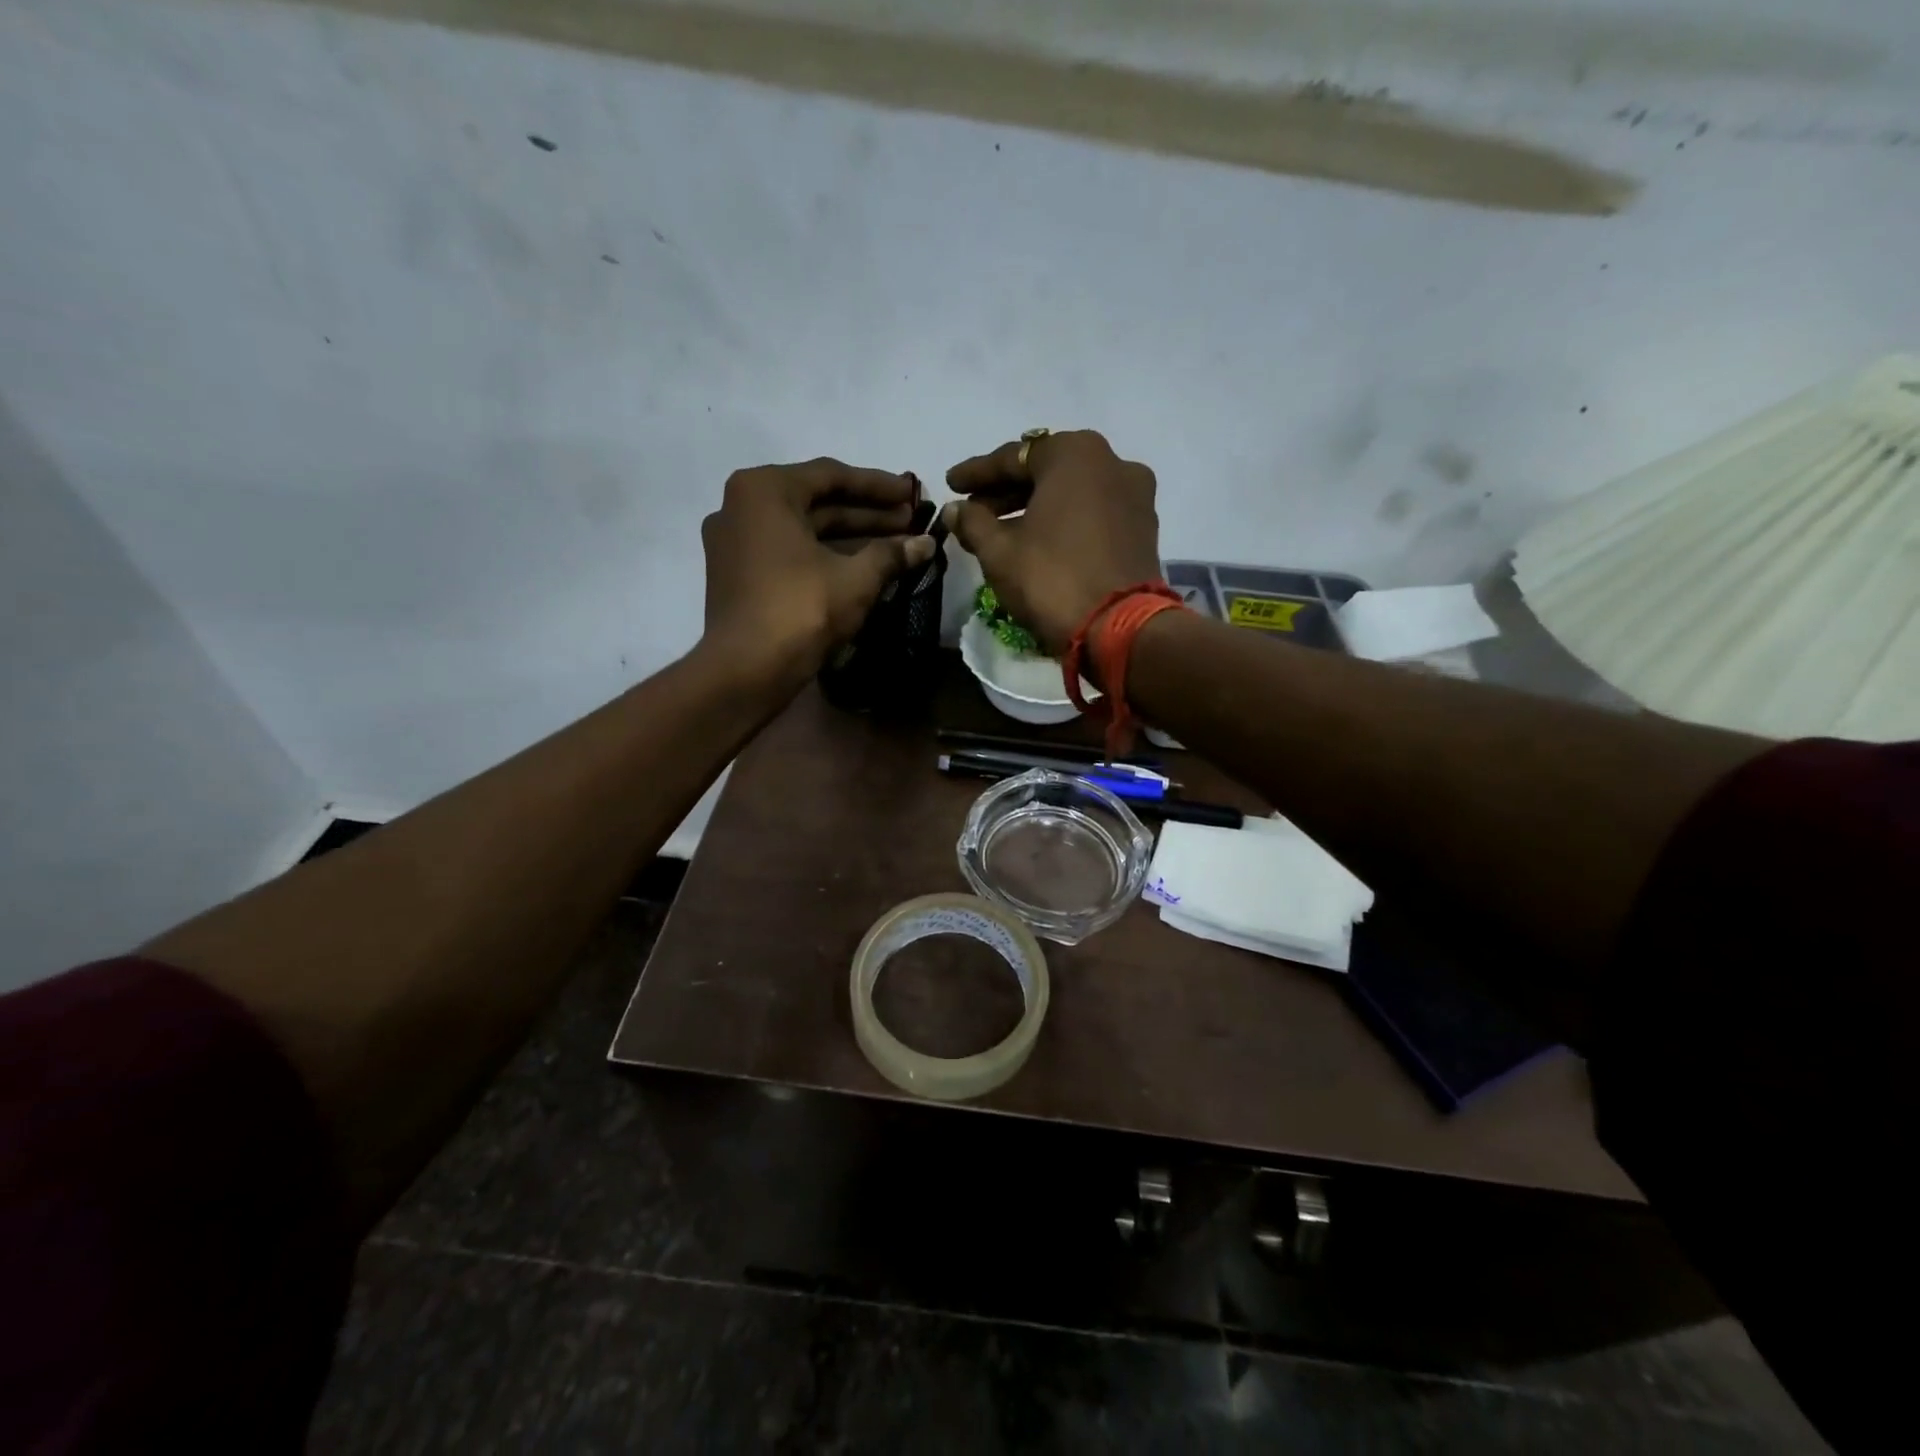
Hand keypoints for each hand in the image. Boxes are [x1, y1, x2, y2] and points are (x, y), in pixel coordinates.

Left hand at [700, 458, 932, 687]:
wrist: (746, 669)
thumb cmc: (801, 609)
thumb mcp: (855, 579)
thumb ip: (891, 554)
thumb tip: (927, 543)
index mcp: (764, 490)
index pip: (832, 476)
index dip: (879, 486)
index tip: (913, 495)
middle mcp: (742, 506)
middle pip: (817, 502)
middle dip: (867, 513)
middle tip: (910, 521)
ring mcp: (735, 542)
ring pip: (804, 530)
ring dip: (850, 536)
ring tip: (896, 544)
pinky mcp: (738, 575)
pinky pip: (789, 552)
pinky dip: (825, 555)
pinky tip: (863, 566)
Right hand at [942, 431, 1160, 655]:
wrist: (1119, 628)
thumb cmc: (1052, 579)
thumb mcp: (999, 552)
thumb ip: (973, 523)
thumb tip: (955, 509)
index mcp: (1075, 454)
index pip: (1013, 456)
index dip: (976, 473)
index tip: (951, 484)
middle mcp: (1112, 462)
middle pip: (1046, 471)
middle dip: (1007, 491)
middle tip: (973, 511)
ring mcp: (1134, 495)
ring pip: (1071, 493)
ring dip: (1034, 508)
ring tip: (999, 532)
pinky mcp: (1144, 528)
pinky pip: (1093, 513)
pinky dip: (1063, 521)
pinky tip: (1037, 542)